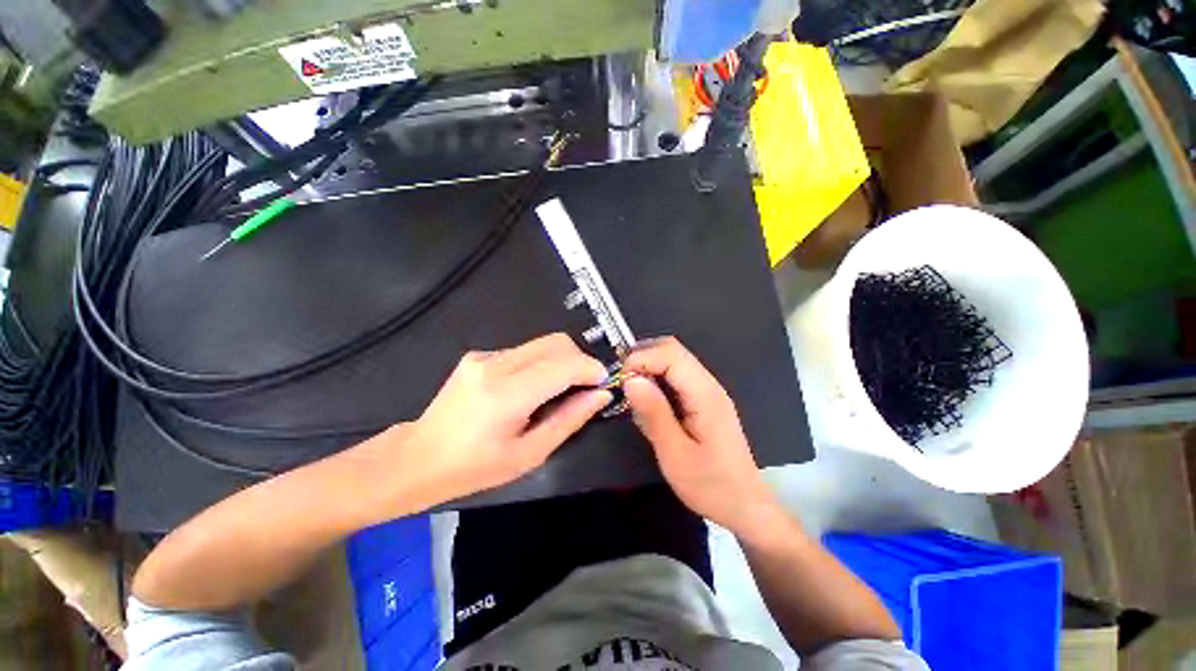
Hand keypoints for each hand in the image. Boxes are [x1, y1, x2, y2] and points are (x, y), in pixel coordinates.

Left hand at [404, 333, 611, 503]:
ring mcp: (484, 356)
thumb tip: (601, 396)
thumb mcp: (529, 454)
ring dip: (561, 361)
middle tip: (585, 387)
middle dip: (580, 360)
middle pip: (556, 342)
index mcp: (506, 395)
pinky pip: (524, 351)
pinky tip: (531, 389)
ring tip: (559, 390)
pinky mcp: (478, 355)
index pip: (563, 364)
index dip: (591, 369)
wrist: (418, 458)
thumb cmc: (475, 468)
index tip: (603, 383)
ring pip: (542, 343)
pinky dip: (540, 364)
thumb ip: (569, 420)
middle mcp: (495, 365)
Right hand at [623, 337, 778, 536]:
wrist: (745, 506)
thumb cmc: (711, 485)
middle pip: (673, 350)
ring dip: (649, 368)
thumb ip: (653, 413)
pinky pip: (676, 377)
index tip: (620, 378)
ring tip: (630, 392)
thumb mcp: (675, 454)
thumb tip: (630, 379)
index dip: (642, 358)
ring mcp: (708, 391)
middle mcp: (708, 385)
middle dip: (643, 358)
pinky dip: (656, 381)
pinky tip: (647, 402)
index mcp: (704, 394)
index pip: (671, 354)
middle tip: (621, 382)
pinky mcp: (703, 401)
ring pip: (674, 361)